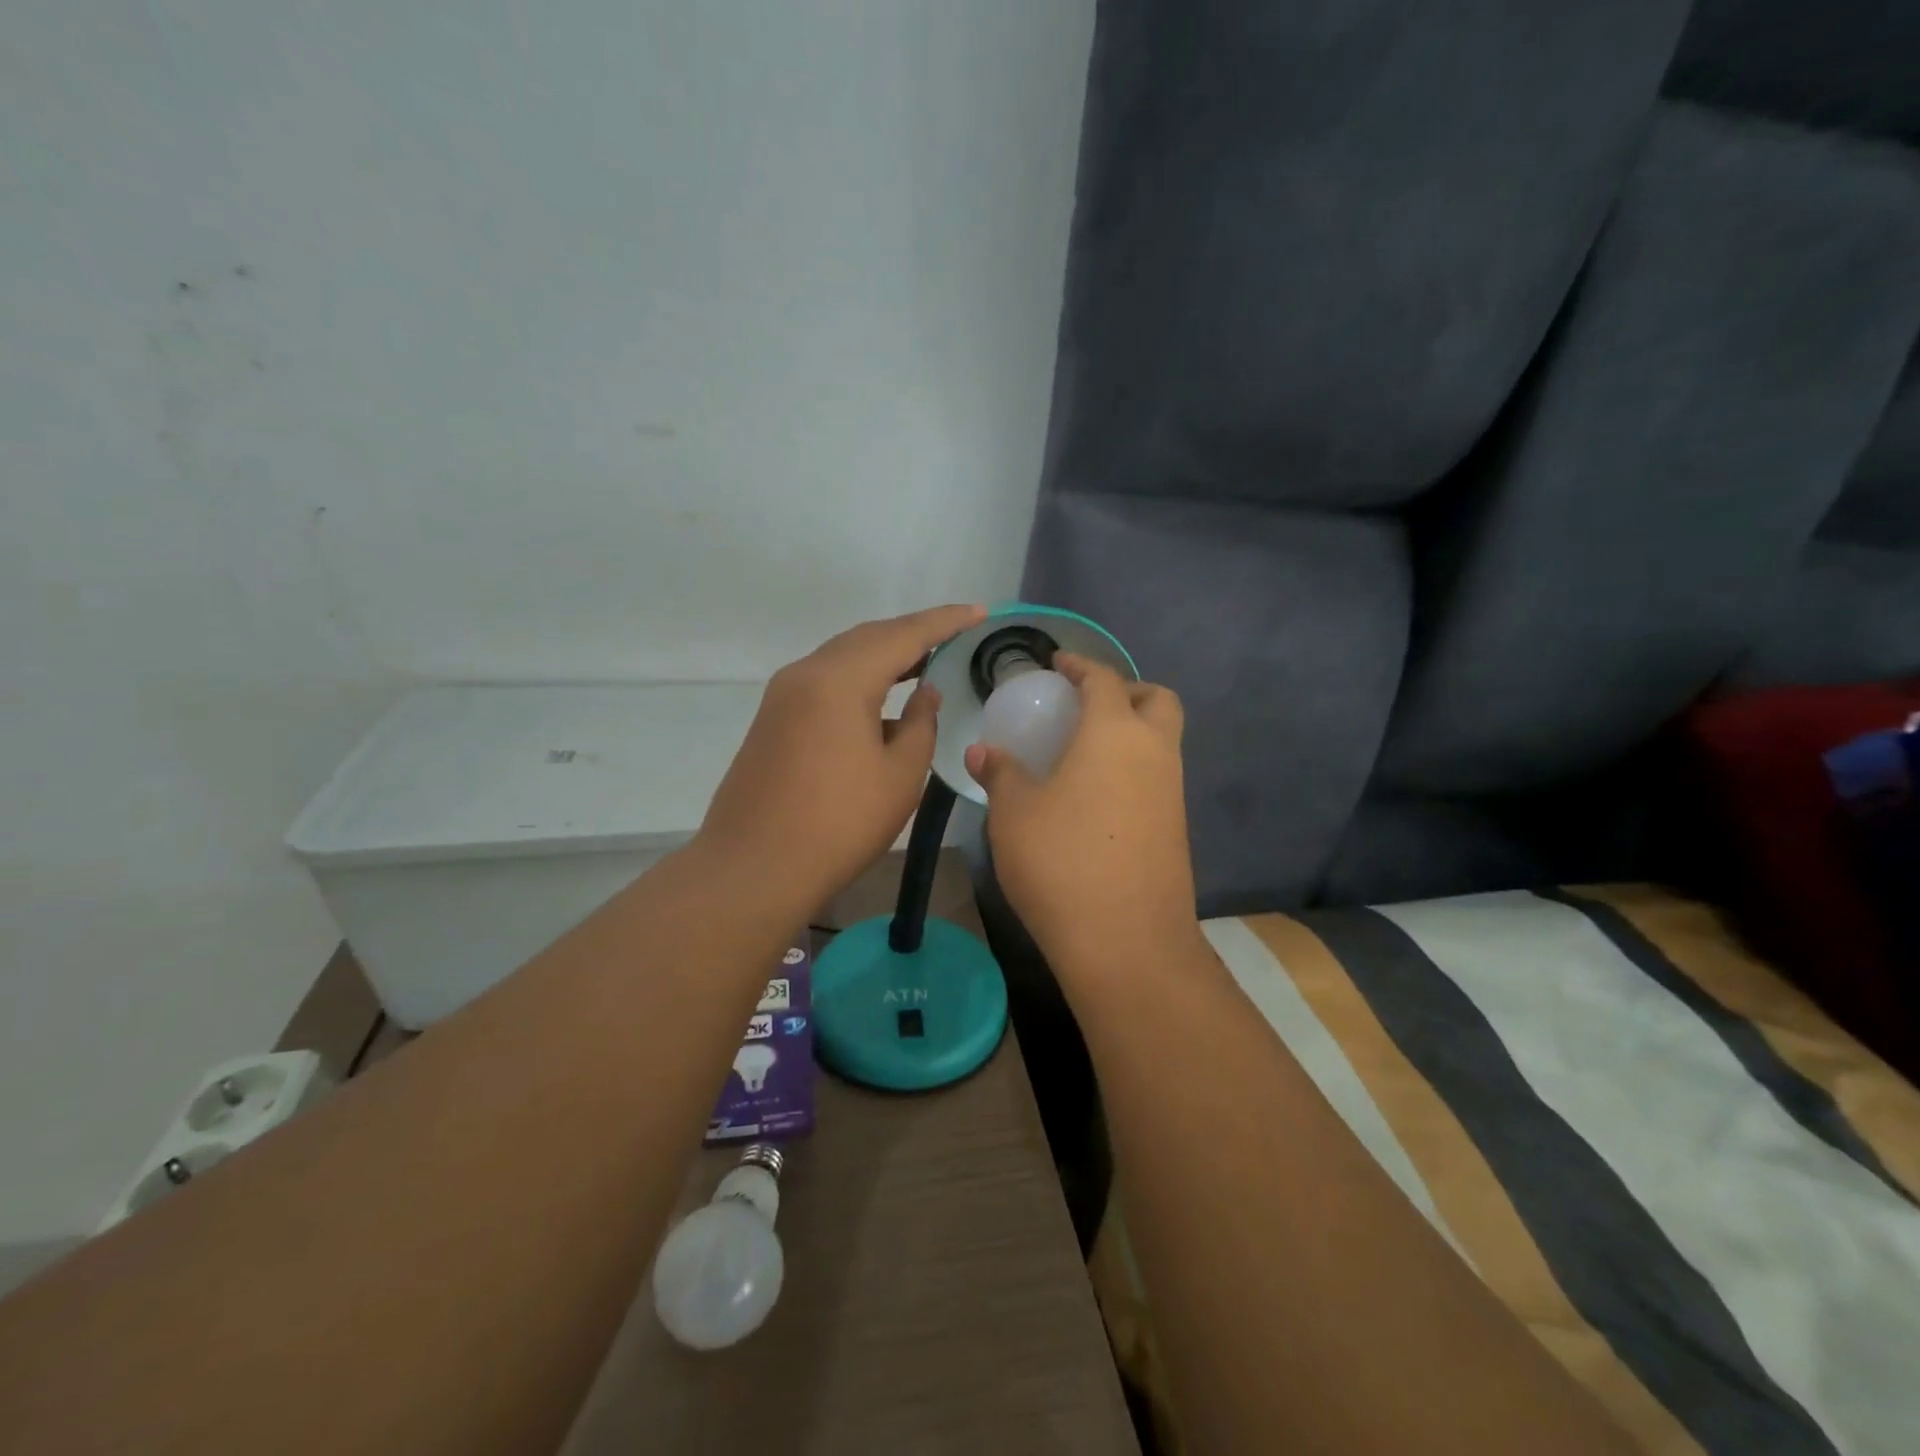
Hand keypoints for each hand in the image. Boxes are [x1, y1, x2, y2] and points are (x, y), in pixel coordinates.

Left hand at [698, 604, 985, 915]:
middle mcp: (806, 673)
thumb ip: (921, 724)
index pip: (903, 635)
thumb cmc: (839, 824)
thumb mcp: (899, 776)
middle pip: (868, 638)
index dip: (945, 622)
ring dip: (884, 655)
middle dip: (913, 634)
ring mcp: (783, 695)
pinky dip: (859, 678)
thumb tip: (924, 693)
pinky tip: (881, 700)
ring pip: (843, 657)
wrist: (754, 868)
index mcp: (840, 680)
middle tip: (954, 636)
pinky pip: (825, 681)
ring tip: (924, 661)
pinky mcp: (773, 719)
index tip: (979, 612)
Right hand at [964, 654, 1200, 976]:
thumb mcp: (1014, 813)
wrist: (1127, 942)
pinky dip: (1134, 768)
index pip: (1103, 679)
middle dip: (1126, 690)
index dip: (1080, 665)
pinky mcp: (1176, 828)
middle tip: (1085, 705)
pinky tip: (1096, 796)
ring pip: (1163, 740)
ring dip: (1132, 730)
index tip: (1058, 664)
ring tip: (1084, 751)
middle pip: (1156, 699)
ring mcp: (1172, 792)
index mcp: (1114, 733)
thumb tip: (982, 750)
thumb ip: (1000, 773)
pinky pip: (1159, 777)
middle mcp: (1154, 752)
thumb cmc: (1061, 862)